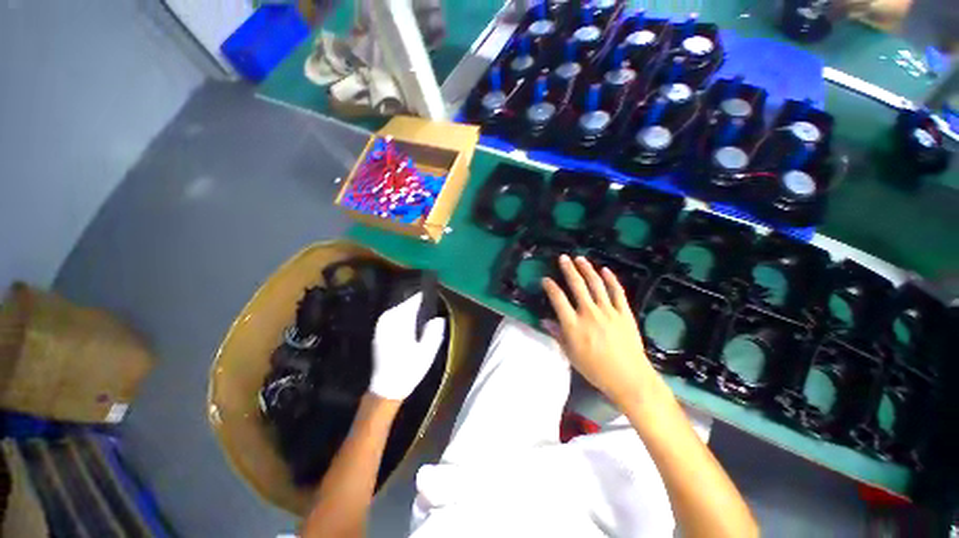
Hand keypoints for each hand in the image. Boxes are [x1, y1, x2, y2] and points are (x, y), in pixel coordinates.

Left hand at [369, 293, 445, 400]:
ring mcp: (381, 325)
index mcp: (400, 322)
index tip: (436, 292)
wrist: (386, 388)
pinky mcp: (379, 332)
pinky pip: (394, 316)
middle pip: (406, 303)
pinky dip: (404, 316)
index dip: (425, 296)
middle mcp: (388, 319)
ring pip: (400, 309)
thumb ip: (434, 332)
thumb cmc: (408, 370)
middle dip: (419, 303)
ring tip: (425, 313)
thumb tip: (438, 318)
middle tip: (433, 305)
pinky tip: (413, 324)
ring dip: (411, 310)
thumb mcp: (427, 352)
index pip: (414, 300)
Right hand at [542, 255, 657, 407]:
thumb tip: (544, 321)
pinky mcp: (624, 312)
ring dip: (587, 269)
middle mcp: (589, 313)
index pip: (558, 299)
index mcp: (573, 324)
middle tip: (563, 258)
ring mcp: (608, 311)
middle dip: (568, 269)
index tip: (545, 280)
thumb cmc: (595, 369)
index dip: (550, 287)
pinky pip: (617, 292)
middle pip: (576, 285)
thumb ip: (557, 334)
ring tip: (580, 258)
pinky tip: (605, 270)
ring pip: (596, 284)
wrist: (629, 378)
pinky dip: (611, 279)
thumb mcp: (571, 354)